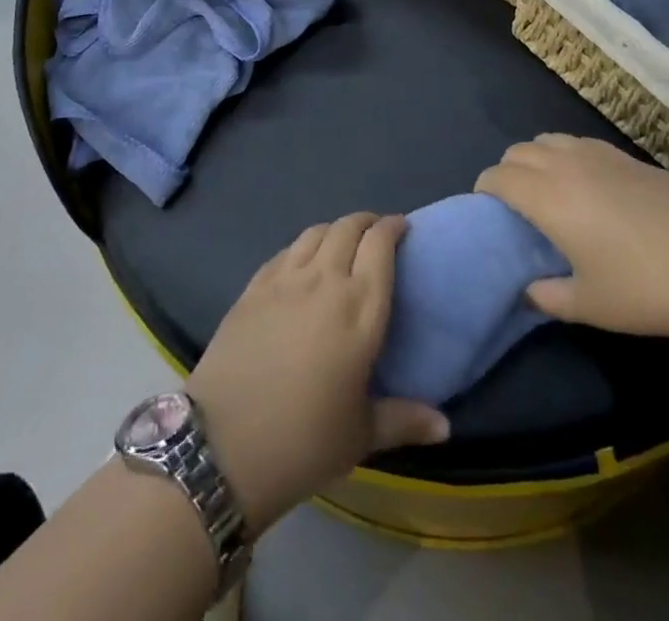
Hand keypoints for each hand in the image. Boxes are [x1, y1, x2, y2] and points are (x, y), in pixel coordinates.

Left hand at [187, 213, 448, 535]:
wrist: (223, 445)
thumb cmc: (303, 442)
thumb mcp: (360, 436)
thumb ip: (404, 420)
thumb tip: (445, 427)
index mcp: (360, 309)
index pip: (380, 245)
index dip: (393, 228)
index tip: (402, 229)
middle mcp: (325, 281)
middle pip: (348, 227)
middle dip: (366, 222)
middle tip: (376, 234)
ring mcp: (285, 280)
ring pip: (315, 232)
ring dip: (335, 229)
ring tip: (342, 243)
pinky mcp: (253, 287)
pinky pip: (285, 250)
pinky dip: (302, 246)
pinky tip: (302, 263)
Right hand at [476, 134, 668, 347]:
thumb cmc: (649, 290)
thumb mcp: (591, 305)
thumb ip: (547, 297)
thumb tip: (527, 289)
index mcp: (548, 197)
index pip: (498, 177)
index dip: (485, 192)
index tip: (489, 217)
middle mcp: (567, 164)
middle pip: (519, 151)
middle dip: (507, 173)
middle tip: (518, 211)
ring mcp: (601, 154)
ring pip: (549, 139)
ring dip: (536, 159)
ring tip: (550, 195)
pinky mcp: (629, 156)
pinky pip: (579, 143)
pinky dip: (567, 156)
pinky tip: (589, 189)